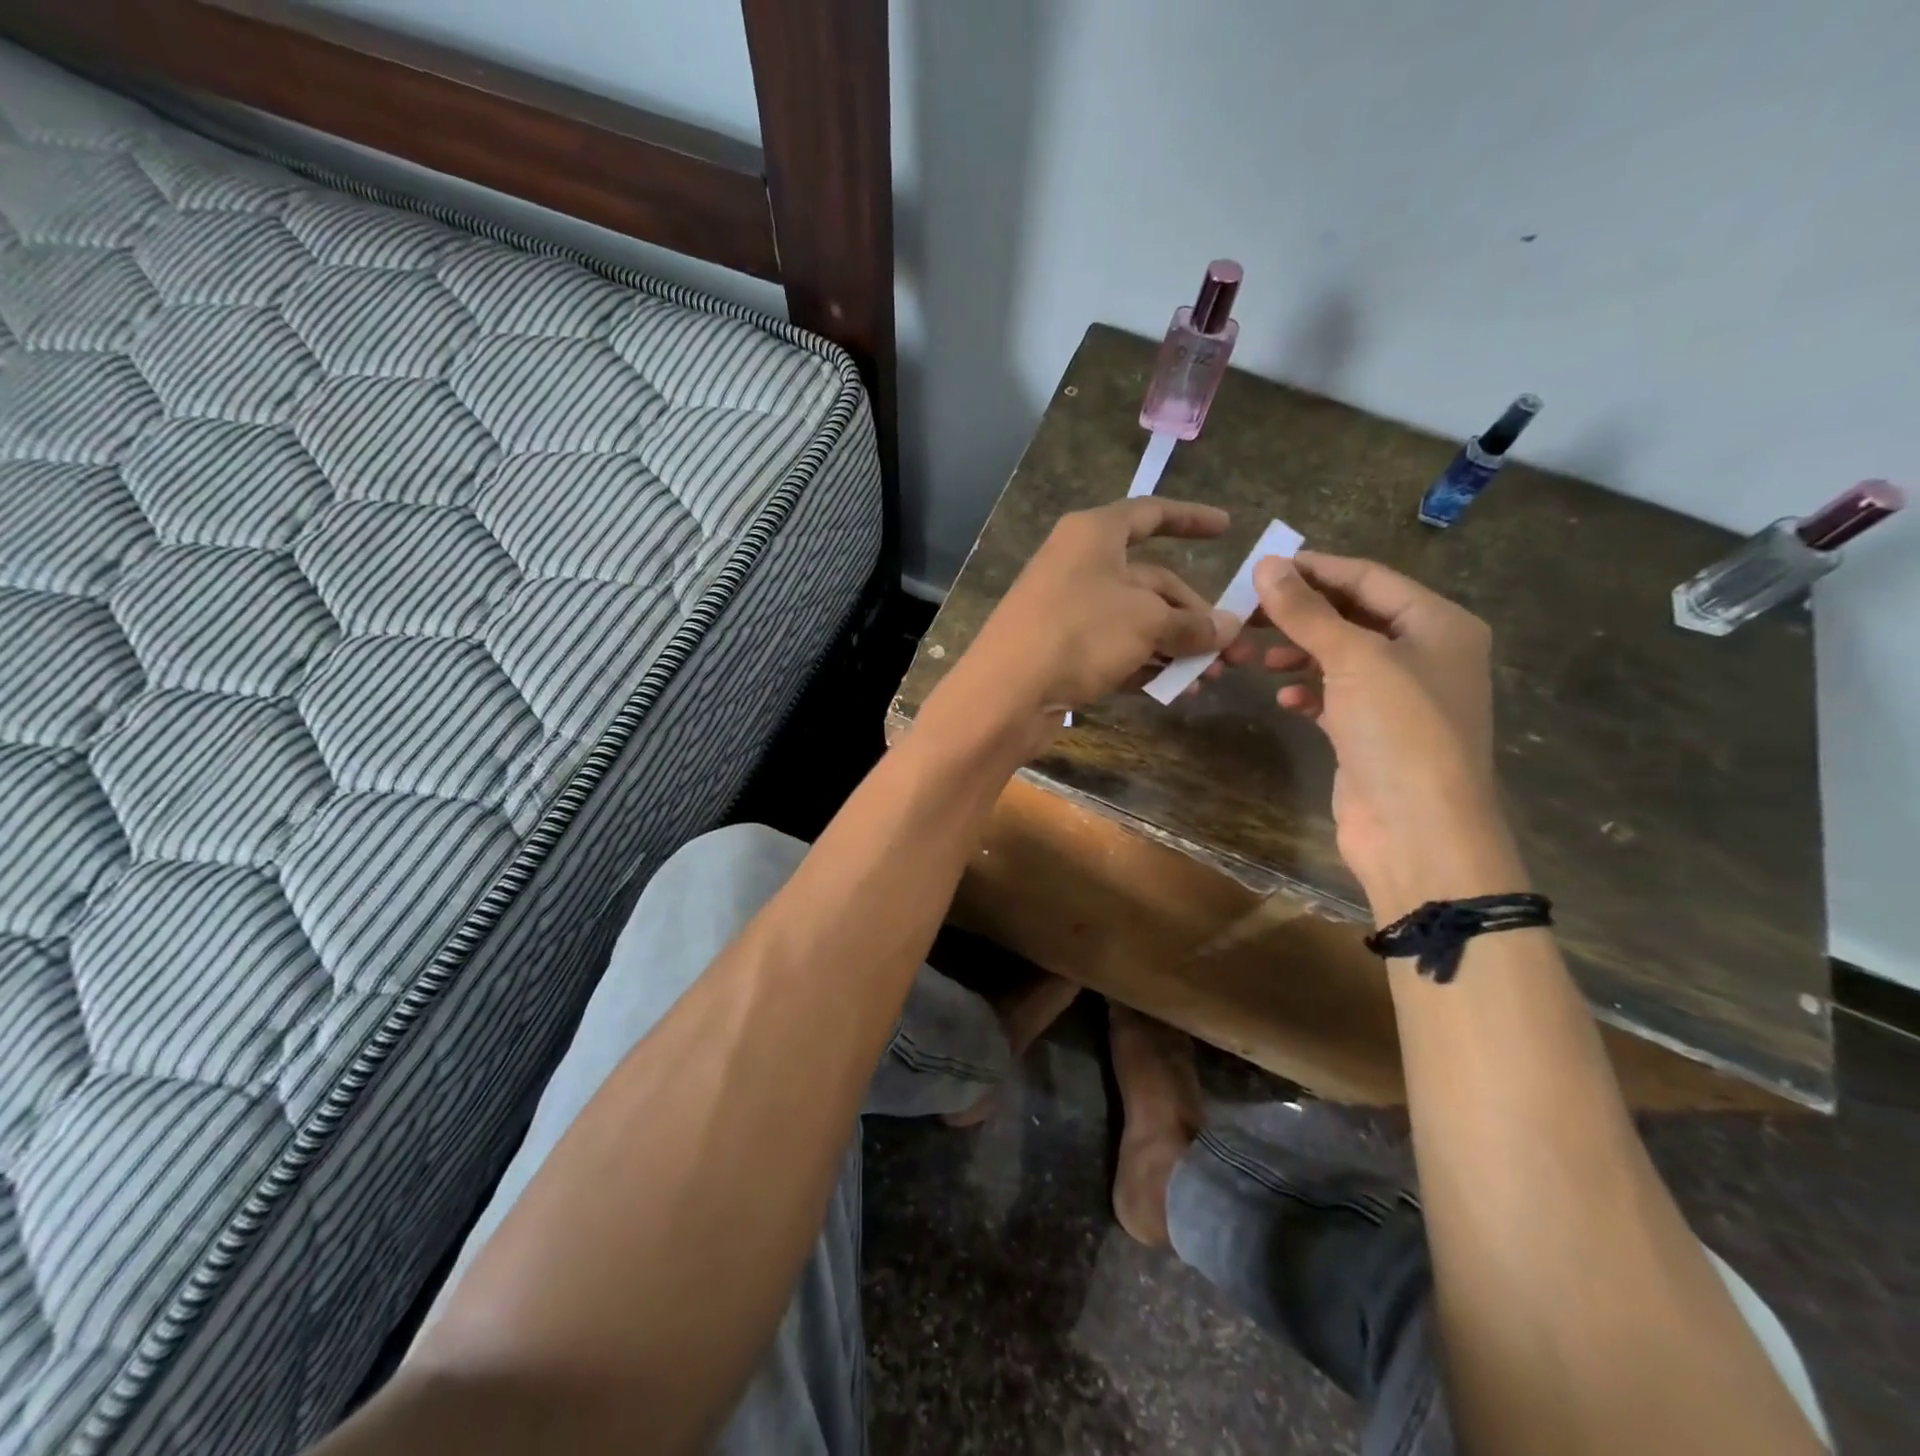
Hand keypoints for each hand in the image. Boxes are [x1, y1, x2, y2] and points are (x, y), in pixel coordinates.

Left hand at [935, 498, 1237, 753]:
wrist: (1006, 694)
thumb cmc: (1078, 634)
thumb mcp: (1145, 622)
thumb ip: (1191, 623)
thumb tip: (1229, 627)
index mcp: (1094, 535)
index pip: (1151, 514)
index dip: (1191, 518)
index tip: (1227, 527)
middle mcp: (1080, 565)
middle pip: (1150, 581)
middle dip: (1194, 615)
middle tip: (1232, 650)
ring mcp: (1068, 609)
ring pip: (1136, 620)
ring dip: (1175, 646)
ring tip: (1210, 677)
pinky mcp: (1062, 649)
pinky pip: (1115, 648)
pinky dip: (1145, 664)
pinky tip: (1175, 689)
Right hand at [1220, 550, 1526, 920]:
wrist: (1418, 830)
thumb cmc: (1398, 730)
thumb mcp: (1353, 659)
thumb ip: (1307, 612)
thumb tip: (1267, 565)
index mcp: (1437, 624)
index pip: (1369, 578)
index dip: (1316, 569)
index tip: (1261, 568)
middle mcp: (1425, 654)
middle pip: (1352, 617)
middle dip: (1300, 615)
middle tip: (1246, 614)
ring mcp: (1399, 697)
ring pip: (1340, 657)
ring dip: (1298, 653)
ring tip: (1255, 658)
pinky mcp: (1373, 733)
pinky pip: (1336, 696)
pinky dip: (1309, 691)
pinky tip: (1285, 698)